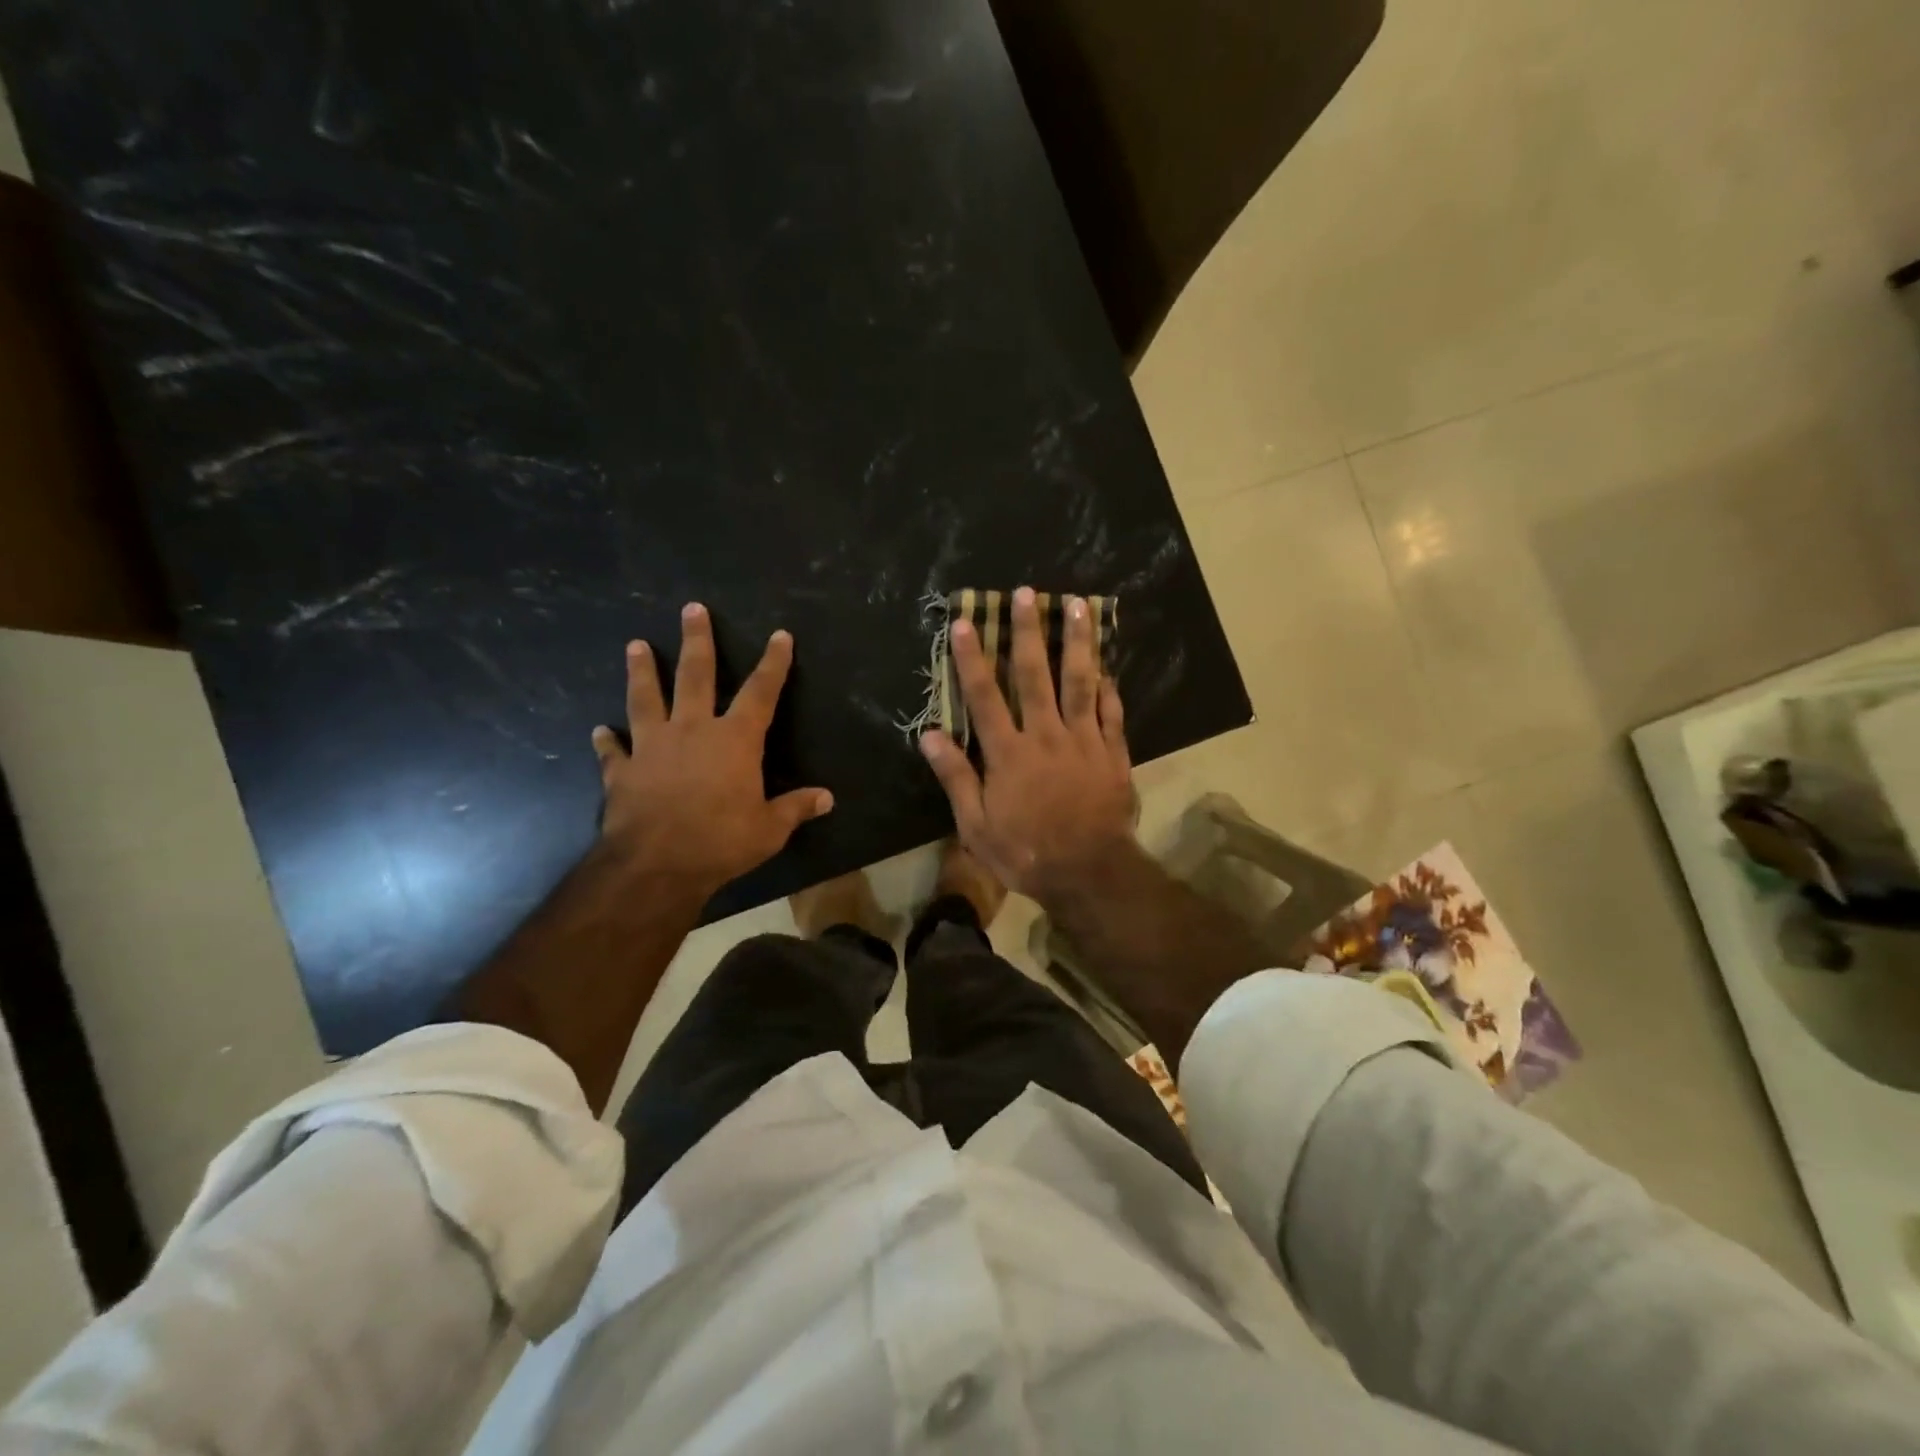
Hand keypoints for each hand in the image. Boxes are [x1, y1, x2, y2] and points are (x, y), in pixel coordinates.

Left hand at [591, 603, 832, 898]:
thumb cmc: (720, 841)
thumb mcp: (769, 829)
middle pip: (695, 675)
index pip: (761, 692)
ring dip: (642, 671)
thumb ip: (795, 808)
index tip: (779, 636)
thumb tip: (828, 798)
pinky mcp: (622, 771)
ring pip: (646, 698)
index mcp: (735, 740)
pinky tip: (599, 730)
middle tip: (691, 609)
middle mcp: (693, 730)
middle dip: (697, 641)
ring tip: (635, 645)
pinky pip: (613, 751)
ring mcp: (652, 747)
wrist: (655, 865)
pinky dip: (607, 741)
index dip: (773, 663)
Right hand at [919, 587, 1137, 906]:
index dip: (972, 657)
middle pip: (1036, 675)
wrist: (1088, 873)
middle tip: (1026, 593)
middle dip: (1028, 631)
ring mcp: (1084, 741)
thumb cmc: (1025, 852)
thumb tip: (929, 734)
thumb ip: (955, 776)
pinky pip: (1112, 712)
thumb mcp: (976, 825)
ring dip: (1078, 642)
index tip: (964, 622)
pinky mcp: (1113, 754)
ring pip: (1081, 682)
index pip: (985, 695)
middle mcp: (1046, 735)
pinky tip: (1108, 665)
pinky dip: (1110, 687)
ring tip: (1078, 605)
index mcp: (1009, 752)